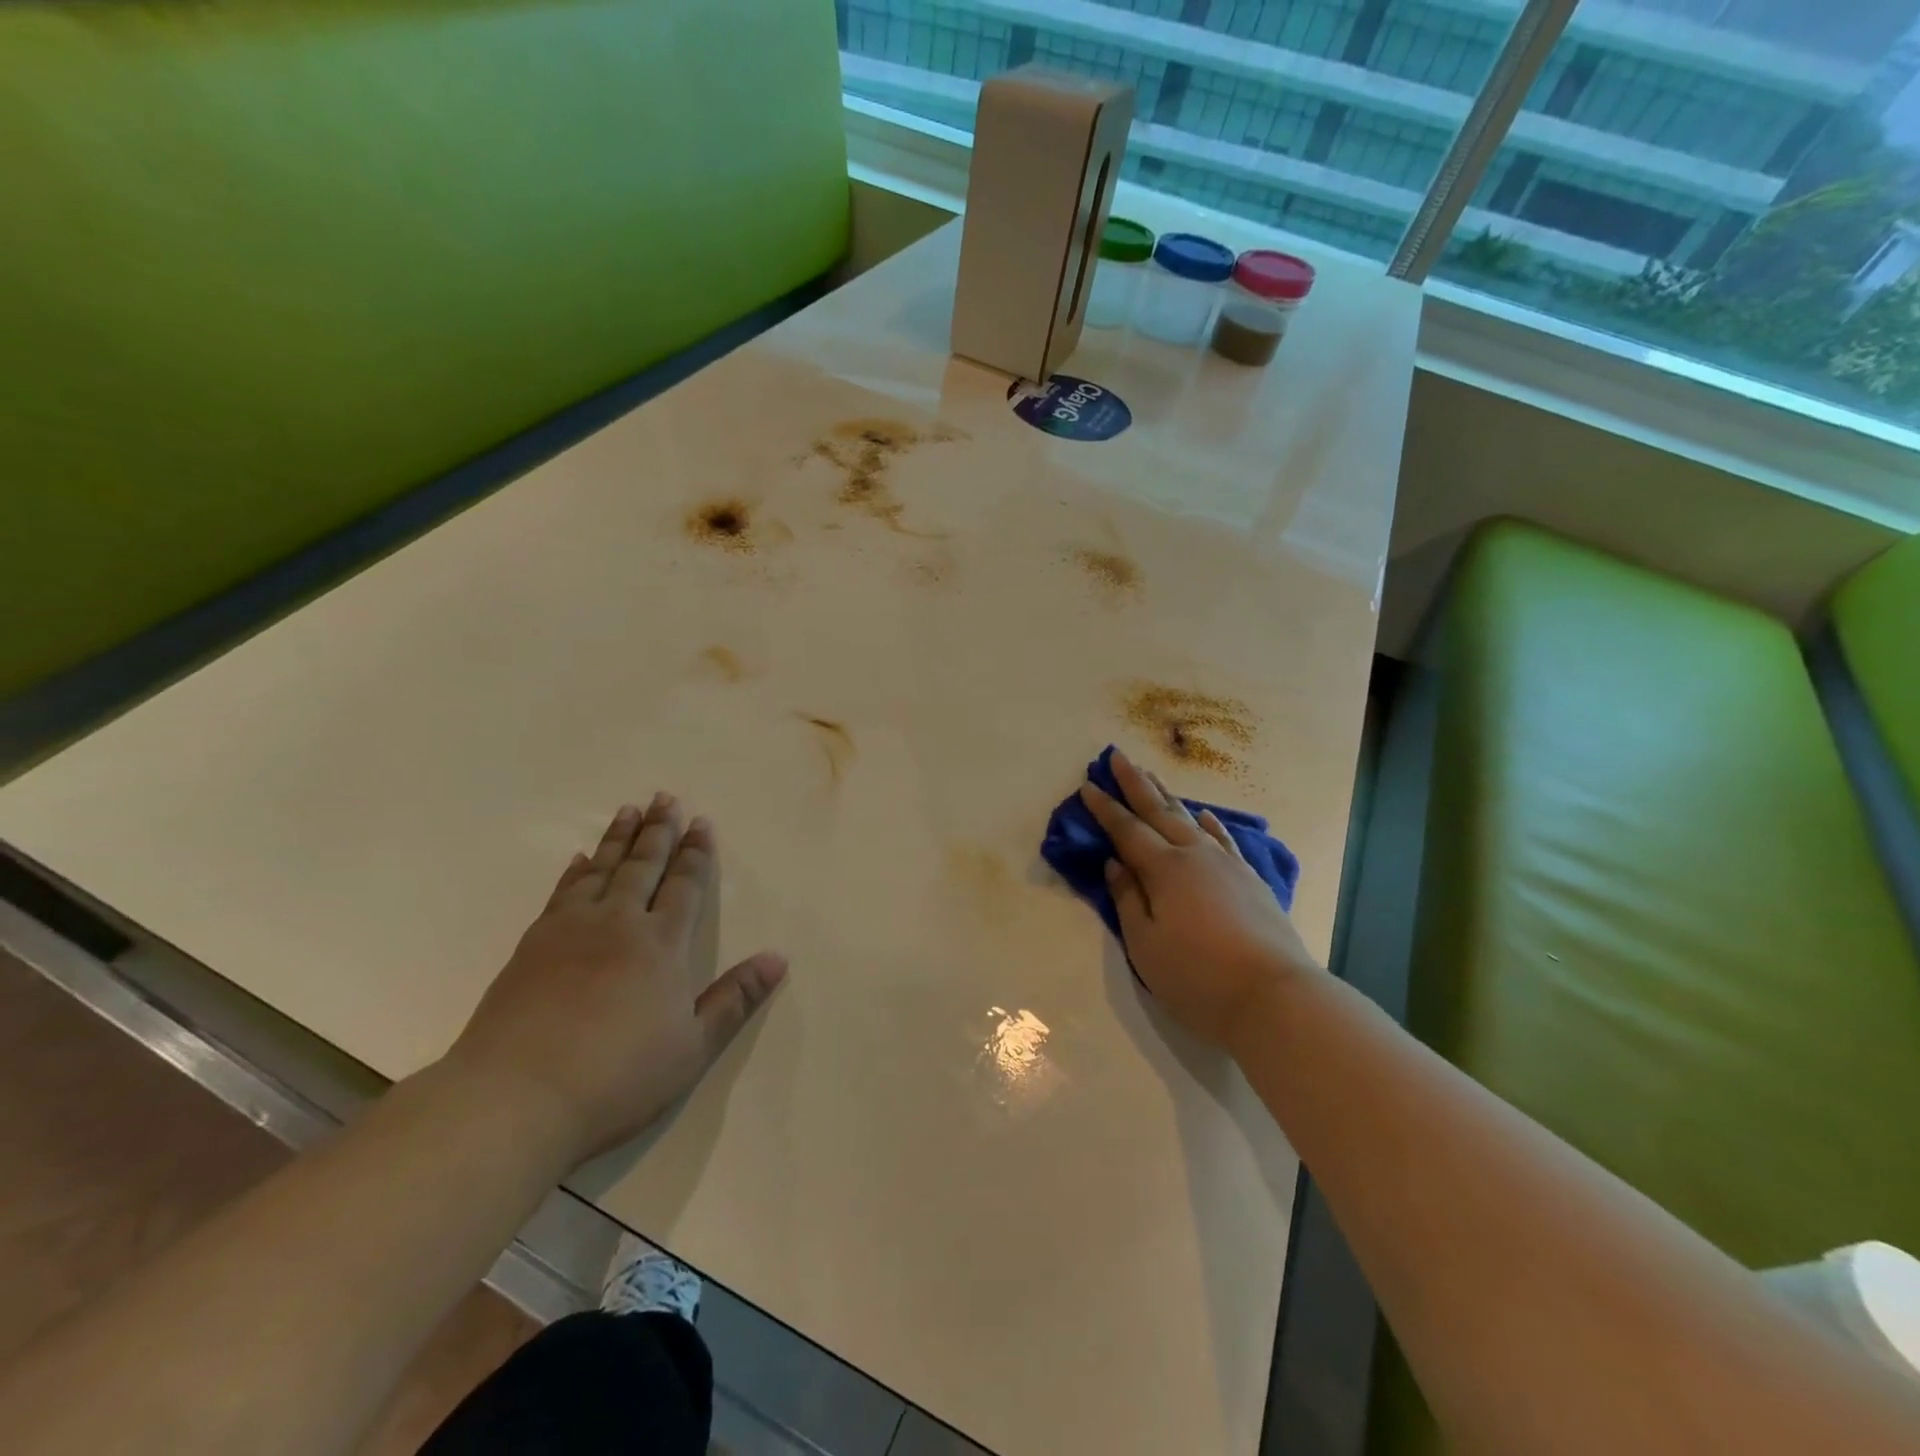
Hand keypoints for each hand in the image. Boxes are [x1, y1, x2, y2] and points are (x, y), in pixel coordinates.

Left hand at [446, 795, 787, 1164]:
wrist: (516, 1098)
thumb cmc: (618, 1077)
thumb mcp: (692, 1047)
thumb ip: (735, 999)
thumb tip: (778, 959)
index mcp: (661, 944)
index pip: (684, 886)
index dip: (695, 854)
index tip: (701, 822)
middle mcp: (619, 924)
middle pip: (643, 866)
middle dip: (658, 831)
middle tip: (664, 798)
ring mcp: (570, 931)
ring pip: (601, 871)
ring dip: (618, 839)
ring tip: (628, 810)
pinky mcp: (532, 946)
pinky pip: (562, 893)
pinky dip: (575, 872)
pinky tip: (579, 860)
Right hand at [1080, 749, 1319, 1050]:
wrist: (1274, 995)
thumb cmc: (1197, 975)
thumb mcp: (1145, 944)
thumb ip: (1128, 899)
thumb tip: (1115, 863)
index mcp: (1164, 869)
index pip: (1127, 830)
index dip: (1105, 808)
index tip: (1088, 784)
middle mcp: (1195, 855)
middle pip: (1159, 811)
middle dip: (1136, 783)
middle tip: (1118, 756)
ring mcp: (1227, 865)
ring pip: (1191, 819)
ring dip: (1168, 796)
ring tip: (1153, 775)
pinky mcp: (1250, 880)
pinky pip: (1225, 840)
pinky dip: (1211, 825)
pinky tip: (1205, 815)